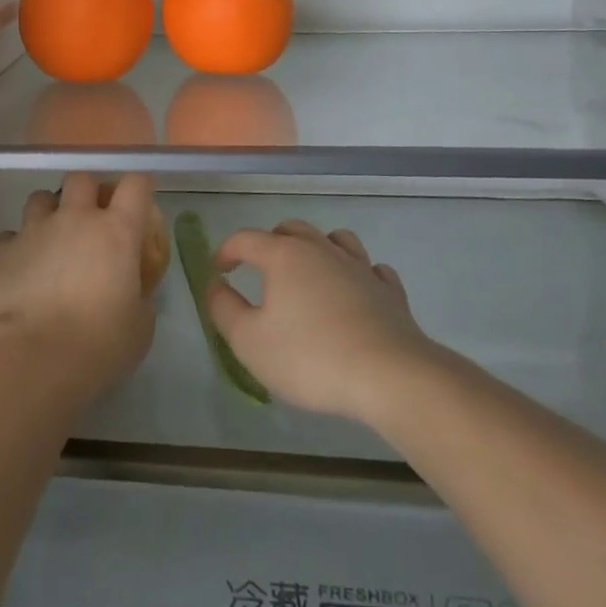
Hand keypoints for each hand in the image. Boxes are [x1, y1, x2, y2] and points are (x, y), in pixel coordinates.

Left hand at [0, 174, 158, 409]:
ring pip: (40, 198)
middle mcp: (75, 218)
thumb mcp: (139, 326)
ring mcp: (34, 229)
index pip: (135, 186)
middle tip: (89, 218)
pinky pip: (10, 236)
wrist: (32, 359)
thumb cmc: (98, 346)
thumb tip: (130, 291)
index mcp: (116, 231)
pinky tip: (20, 271)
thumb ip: (138, 296)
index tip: (139, 198)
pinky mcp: (1, 249)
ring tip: (50, 240)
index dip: (139, 187)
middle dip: (86, 192)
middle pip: (81, 179)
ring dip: (48, 213)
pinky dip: (17, 248)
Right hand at [208, 221, 435, 422]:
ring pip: (336, 240)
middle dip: (271, 242)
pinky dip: (358, 274)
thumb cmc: (310, 357)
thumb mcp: (250, 341)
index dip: (227, 250)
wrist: (390, 376)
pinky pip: (372, 270)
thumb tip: (215, 286)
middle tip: (261, 268)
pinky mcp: (390, 293)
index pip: (246, 239)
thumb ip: (224, 310)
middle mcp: (321, 250)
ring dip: (318, 247)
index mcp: (283, 256)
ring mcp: (359, 268)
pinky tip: (355, 290)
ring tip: (310, 270)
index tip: (218, 269)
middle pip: (292, 230)